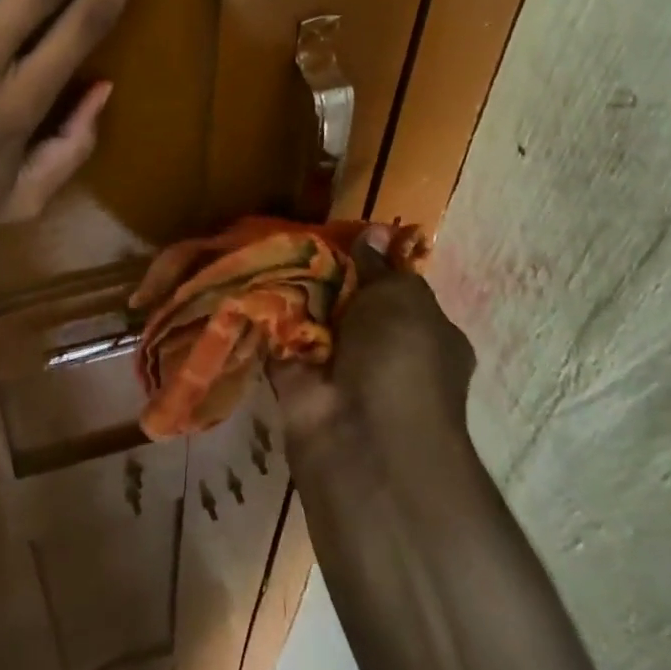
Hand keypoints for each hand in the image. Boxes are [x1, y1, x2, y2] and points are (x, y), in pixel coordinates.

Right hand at [271, 233, 476, 461]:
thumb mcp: (402, 299)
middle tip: (295, 234)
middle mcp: (384, 352)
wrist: (364, 437)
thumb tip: (375, 232)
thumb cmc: (401, 359)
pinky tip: (246, 279)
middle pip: (348, 300)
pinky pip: (277, 339)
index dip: (369, 261)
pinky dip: (263, 316)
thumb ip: (381, 266)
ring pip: (311, 318)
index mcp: (424, 333)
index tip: (339, 233)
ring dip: (291, 290)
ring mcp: (339, 369)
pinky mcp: (296, 382)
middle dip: (324, 272)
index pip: (396, 289)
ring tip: (264, 244)